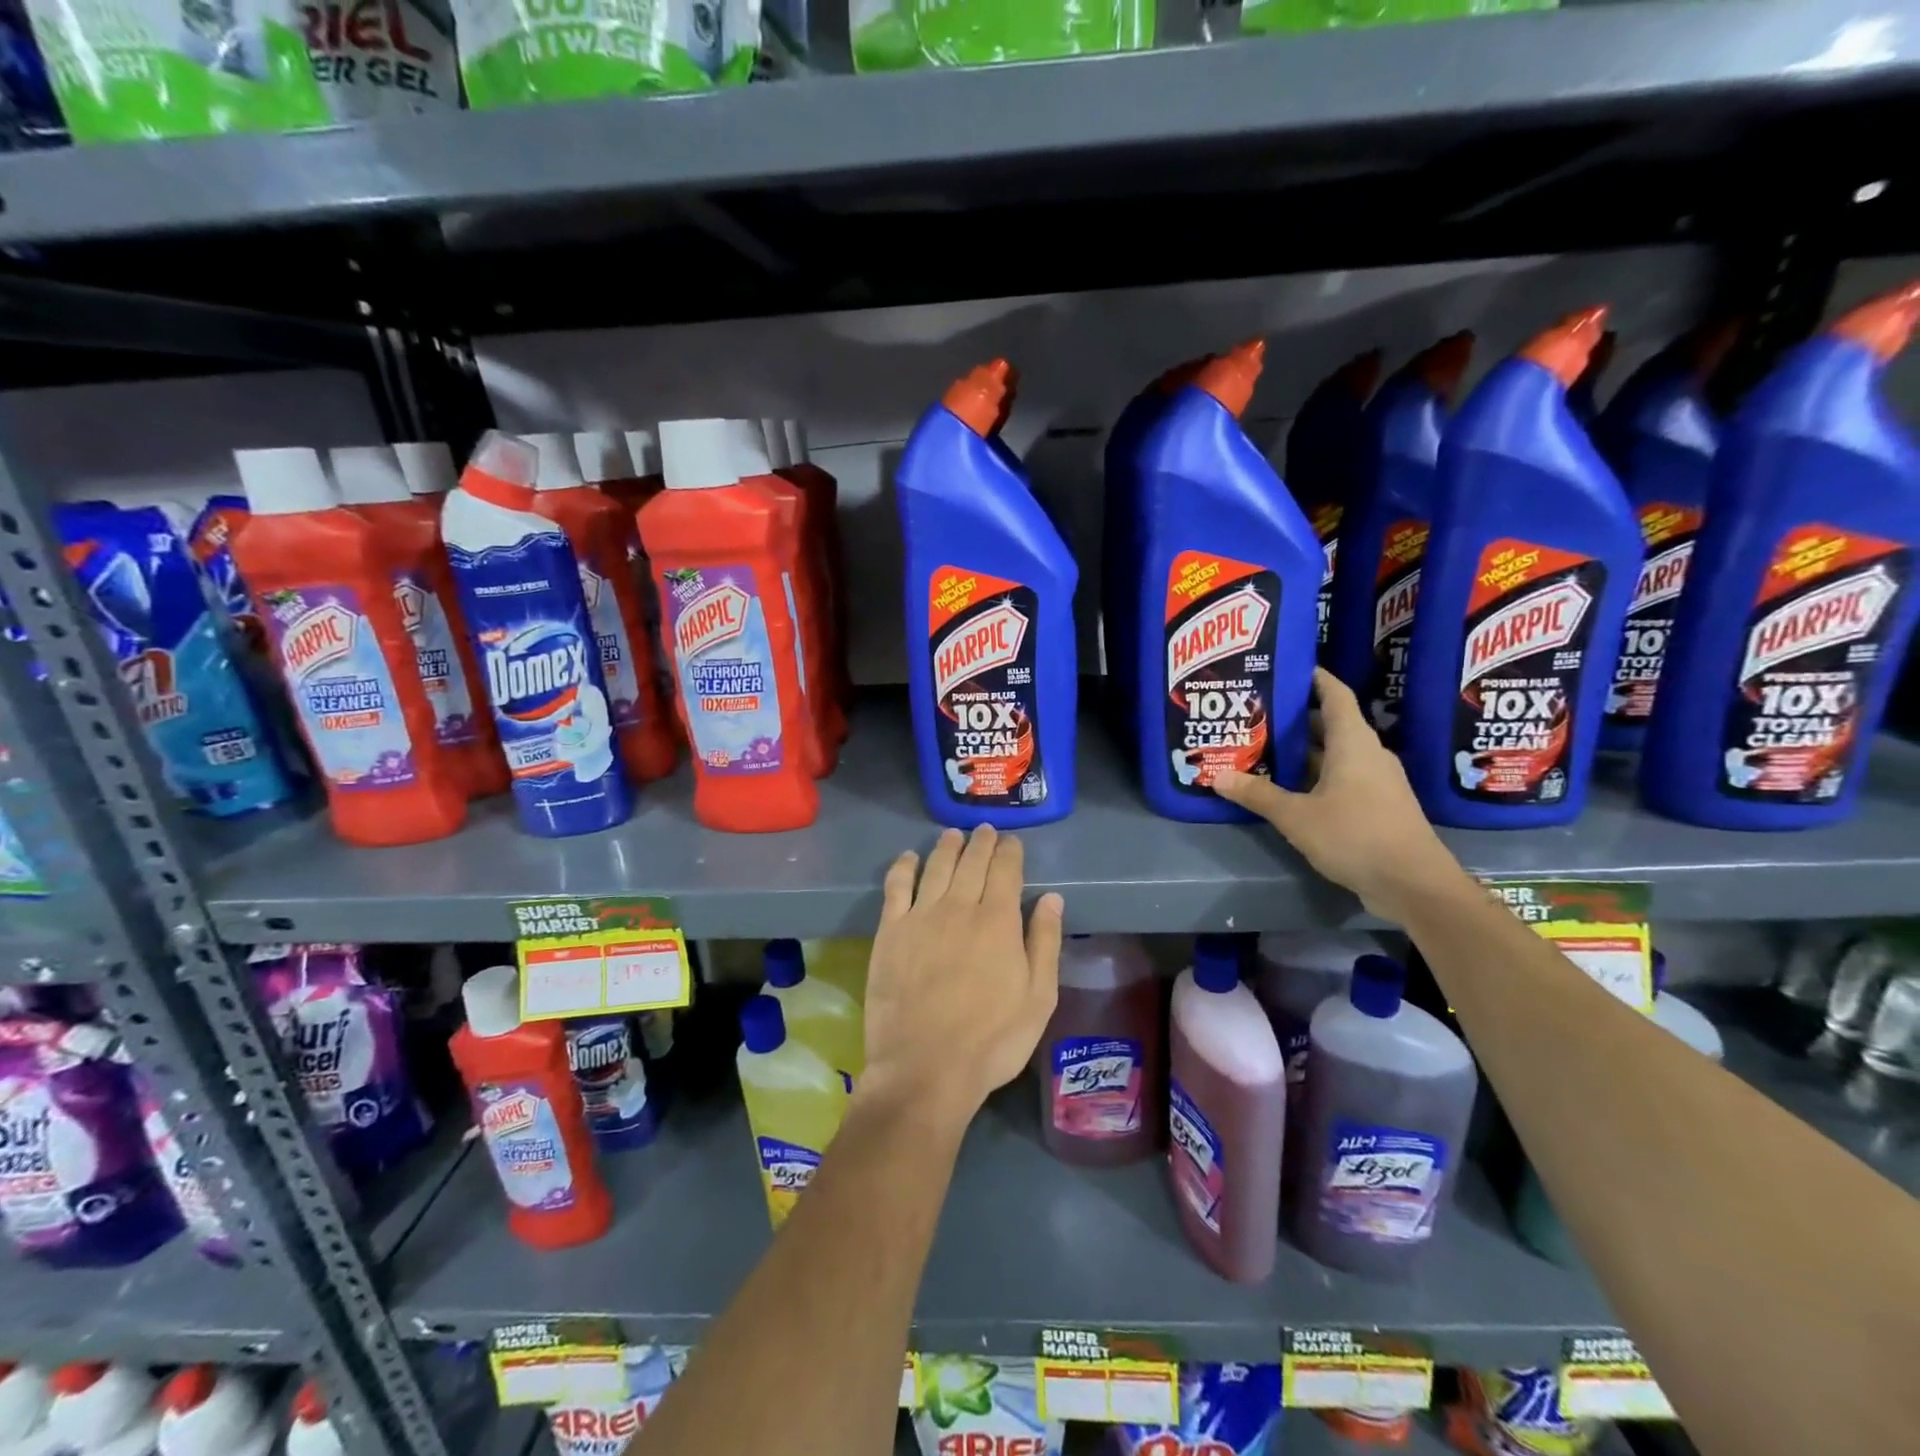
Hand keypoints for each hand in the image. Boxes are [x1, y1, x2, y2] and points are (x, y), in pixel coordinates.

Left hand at [860, 826, 1063, 1134]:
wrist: (925, 1068)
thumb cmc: (992, 1040)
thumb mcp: (1038, 998)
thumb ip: (1045, 943)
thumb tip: (1051, 899)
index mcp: (999, 921)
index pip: (1006, 871)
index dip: (1010, 852)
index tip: (1012, 841)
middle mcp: (959, 907)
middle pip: (971, 862)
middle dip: (981, 842)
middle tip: (985, 830)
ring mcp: (921, 917)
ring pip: (936, 867)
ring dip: (947, 847)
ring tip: (953, 835)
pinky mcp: (890, 932)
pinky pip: (896, 887)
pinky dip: (904, 867)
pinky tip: (909, 858)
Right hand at [1213, 668, 1462, 919]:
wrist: (1414, 884)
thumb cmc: (1356, 836)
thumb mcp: (1297, 816)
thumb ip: (1258, 795)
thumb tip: (1218, 776)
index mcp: (1353, 743)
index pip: (1334, 694)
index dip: (1313, 678)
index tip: (1285, 669)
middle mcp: (1368, 754)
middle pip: (1329, 725)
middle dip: (1293, 719)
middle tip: (1255, 716)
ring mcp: (1376, 781)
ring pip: (1334, 754)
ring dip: (1302, 752)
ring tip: (1262, 750)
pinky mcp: (1377, 806)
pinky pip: (1341, 778)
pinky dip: (1315, 776)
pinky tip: (1287, 788)